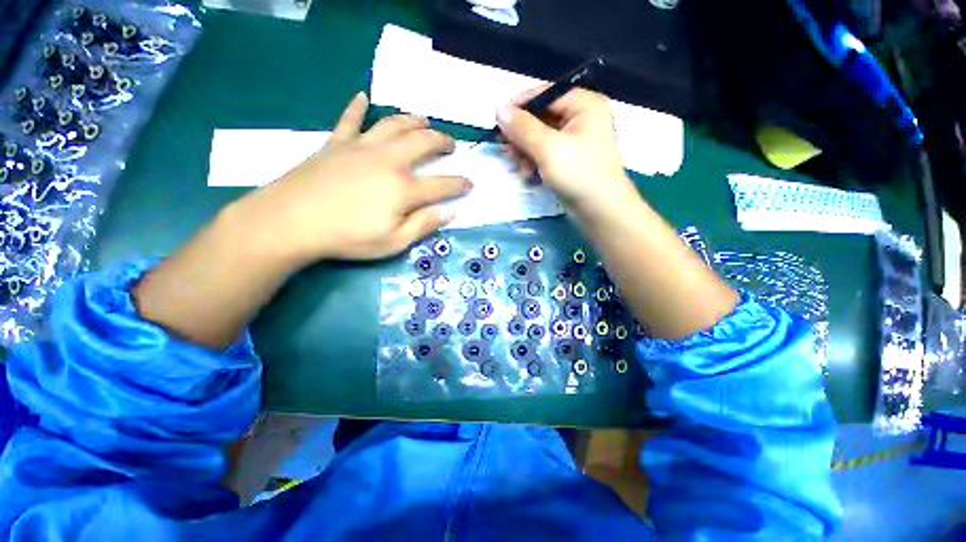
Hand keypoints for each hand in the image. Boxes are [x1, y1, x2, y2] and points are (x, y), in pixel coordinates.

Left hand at [237, 92, 471, 265]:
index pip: (443, 184)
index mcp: (404, 189)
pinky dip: (357, 107)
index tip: (471, 183)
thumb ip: (424, 225)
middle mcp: (388, 160)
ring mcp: (361, 147)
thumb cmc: (347, 238)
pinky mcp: (337, 143)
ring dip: (413, 120)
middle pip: (423, 143)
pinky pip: (349, 119)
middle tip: (451, 145)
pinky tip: (362, 97)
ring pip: (394, 124)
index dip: (460, 184)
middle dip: (443, 142)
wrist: (291, 222)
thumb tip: (450, 212)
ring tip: (424, 121)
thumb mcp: (393, 242)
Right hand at [497, 87, 636, 215]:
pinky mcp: (570, 160)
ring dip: (526, 153)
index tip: (497, 123)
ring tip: (522, 170)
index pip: (544, 94)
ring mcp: (576, 141)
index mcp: (583, 104)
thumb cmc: (578, 174)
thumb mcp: (548, 148)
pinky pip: (546, 153)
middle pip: (541, 117)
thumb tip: (499, 110)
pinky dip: (535, 163)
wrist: (600, 210)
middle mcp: (581, 118)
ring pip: (540, 138)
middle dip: (522, 137)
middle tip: (508, 152)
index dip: (519, 107)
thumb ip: (522, 128)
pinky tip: (529, 176)